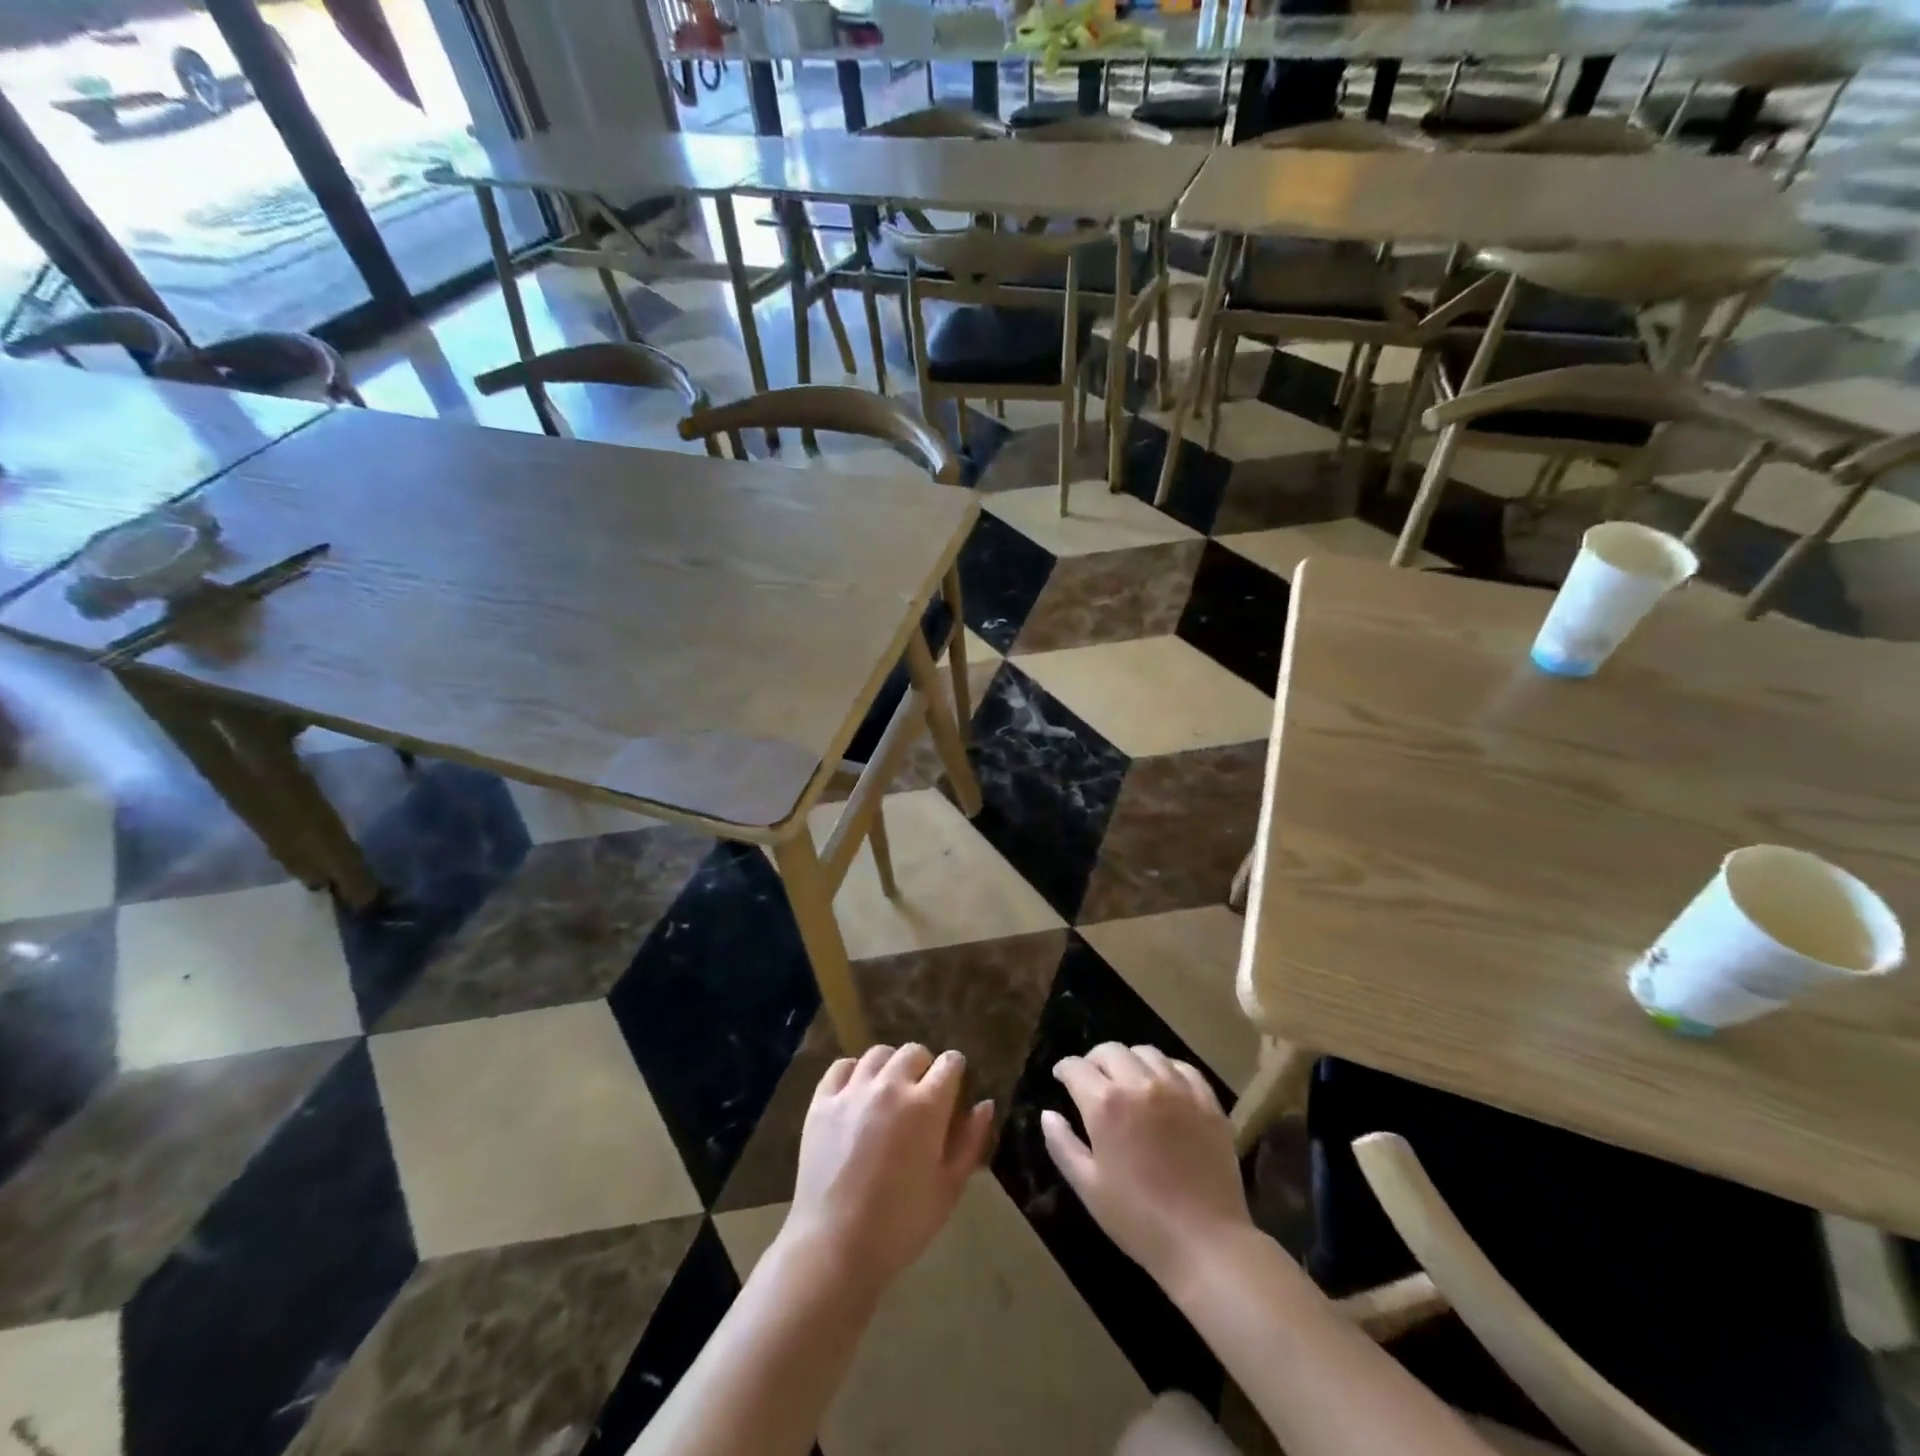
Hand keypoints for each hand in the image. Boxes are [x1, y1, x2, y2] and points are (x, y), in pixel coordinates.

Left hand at [781, 1044, 993, 1297]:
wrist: (835, 1247)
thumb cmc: (901, 1224)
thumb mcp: (949, 1188)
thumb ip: (970, 1141)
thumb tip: (984, 1105)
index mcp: (927, 1105)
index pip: (950, 1062)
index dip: (955, 1072)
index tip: (953, 1090)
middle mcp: (890, 1086)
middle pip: (914, 1052)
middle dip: (924, 1067)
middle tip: (921, 1097)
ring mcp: (853, 1091)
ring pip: (878, 1054)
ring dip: (890, 1067)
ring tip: (889, 1092)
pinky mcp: (822, 1102)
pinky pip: (842, 1066)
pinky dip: (854, 1072)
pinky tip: (857, 1093)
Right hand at [1041, 1043, 1252, 1289]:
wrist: (1205, 1243)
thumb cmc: (1138, 1219)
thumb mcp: (1088, 1187)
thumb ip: (1062, 1145)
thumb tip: (1048, 1114)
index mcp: (1105, 1104)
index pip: (1076, 1067)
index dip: (1064, 1070)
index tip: (1062, 1078)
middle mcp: (1140, 1083)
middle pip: (1110, 1050)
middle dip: (1094, 1061)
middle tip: (1092, 1081)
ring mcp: (1177, 1088)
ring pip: (1146, 1052)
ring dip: (1129, 1061)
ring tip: (1128, 1081)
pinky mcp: (1207, 1100)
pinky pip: (1182, 1067)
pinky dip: (1165, 1069)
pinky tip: (1163, 1087)